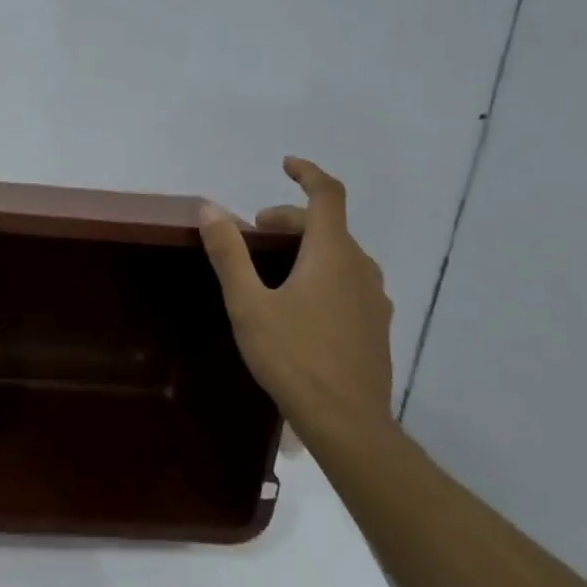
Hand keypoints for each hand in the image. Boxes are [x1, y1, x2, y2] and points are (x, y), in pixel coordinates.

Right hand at [199, 157, 394, 438]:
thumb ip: (229, 253)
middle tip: (253, 234)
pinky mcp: (376, 324)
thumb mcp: (248, 304)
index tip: (285, 165)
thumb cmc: (293, 357)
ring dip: (306, 248)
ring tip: (272, 269)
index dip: (307, 173)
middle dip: (289, 220)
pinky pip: (348, 281)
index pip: (327, 195)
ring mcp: (374, 298)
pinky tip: (300, 304)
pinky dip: (322, 272)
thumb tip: (210, 208)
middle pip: (327, 226)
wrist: (348, 422)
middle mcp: (360, 267)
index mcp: (332, 253)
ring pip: (339, 254)